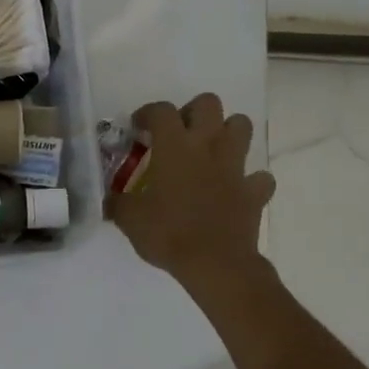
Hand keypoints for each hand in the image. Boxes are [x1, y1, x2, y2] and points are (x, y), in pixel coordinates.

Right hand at [111, 93, 274, 281]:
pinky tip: (235, 189)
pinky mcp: (254, 191)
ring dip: (227, 132)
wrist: (215, 264)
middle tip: (179, 133)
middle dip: (193, 111)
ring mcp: (235, 167)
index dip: (148, 113)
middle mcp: (208, 146)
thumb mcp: (129, 219)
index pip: (161, 110)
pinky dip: (250, 179)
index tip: (138, 127)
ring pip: (242, 126)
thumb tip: (109, 199)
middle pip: (209, 103)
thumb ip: (117, 202)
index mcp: (175, 146)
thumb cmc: (168, 234)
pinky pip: (259, 177)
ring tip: (210, 151)